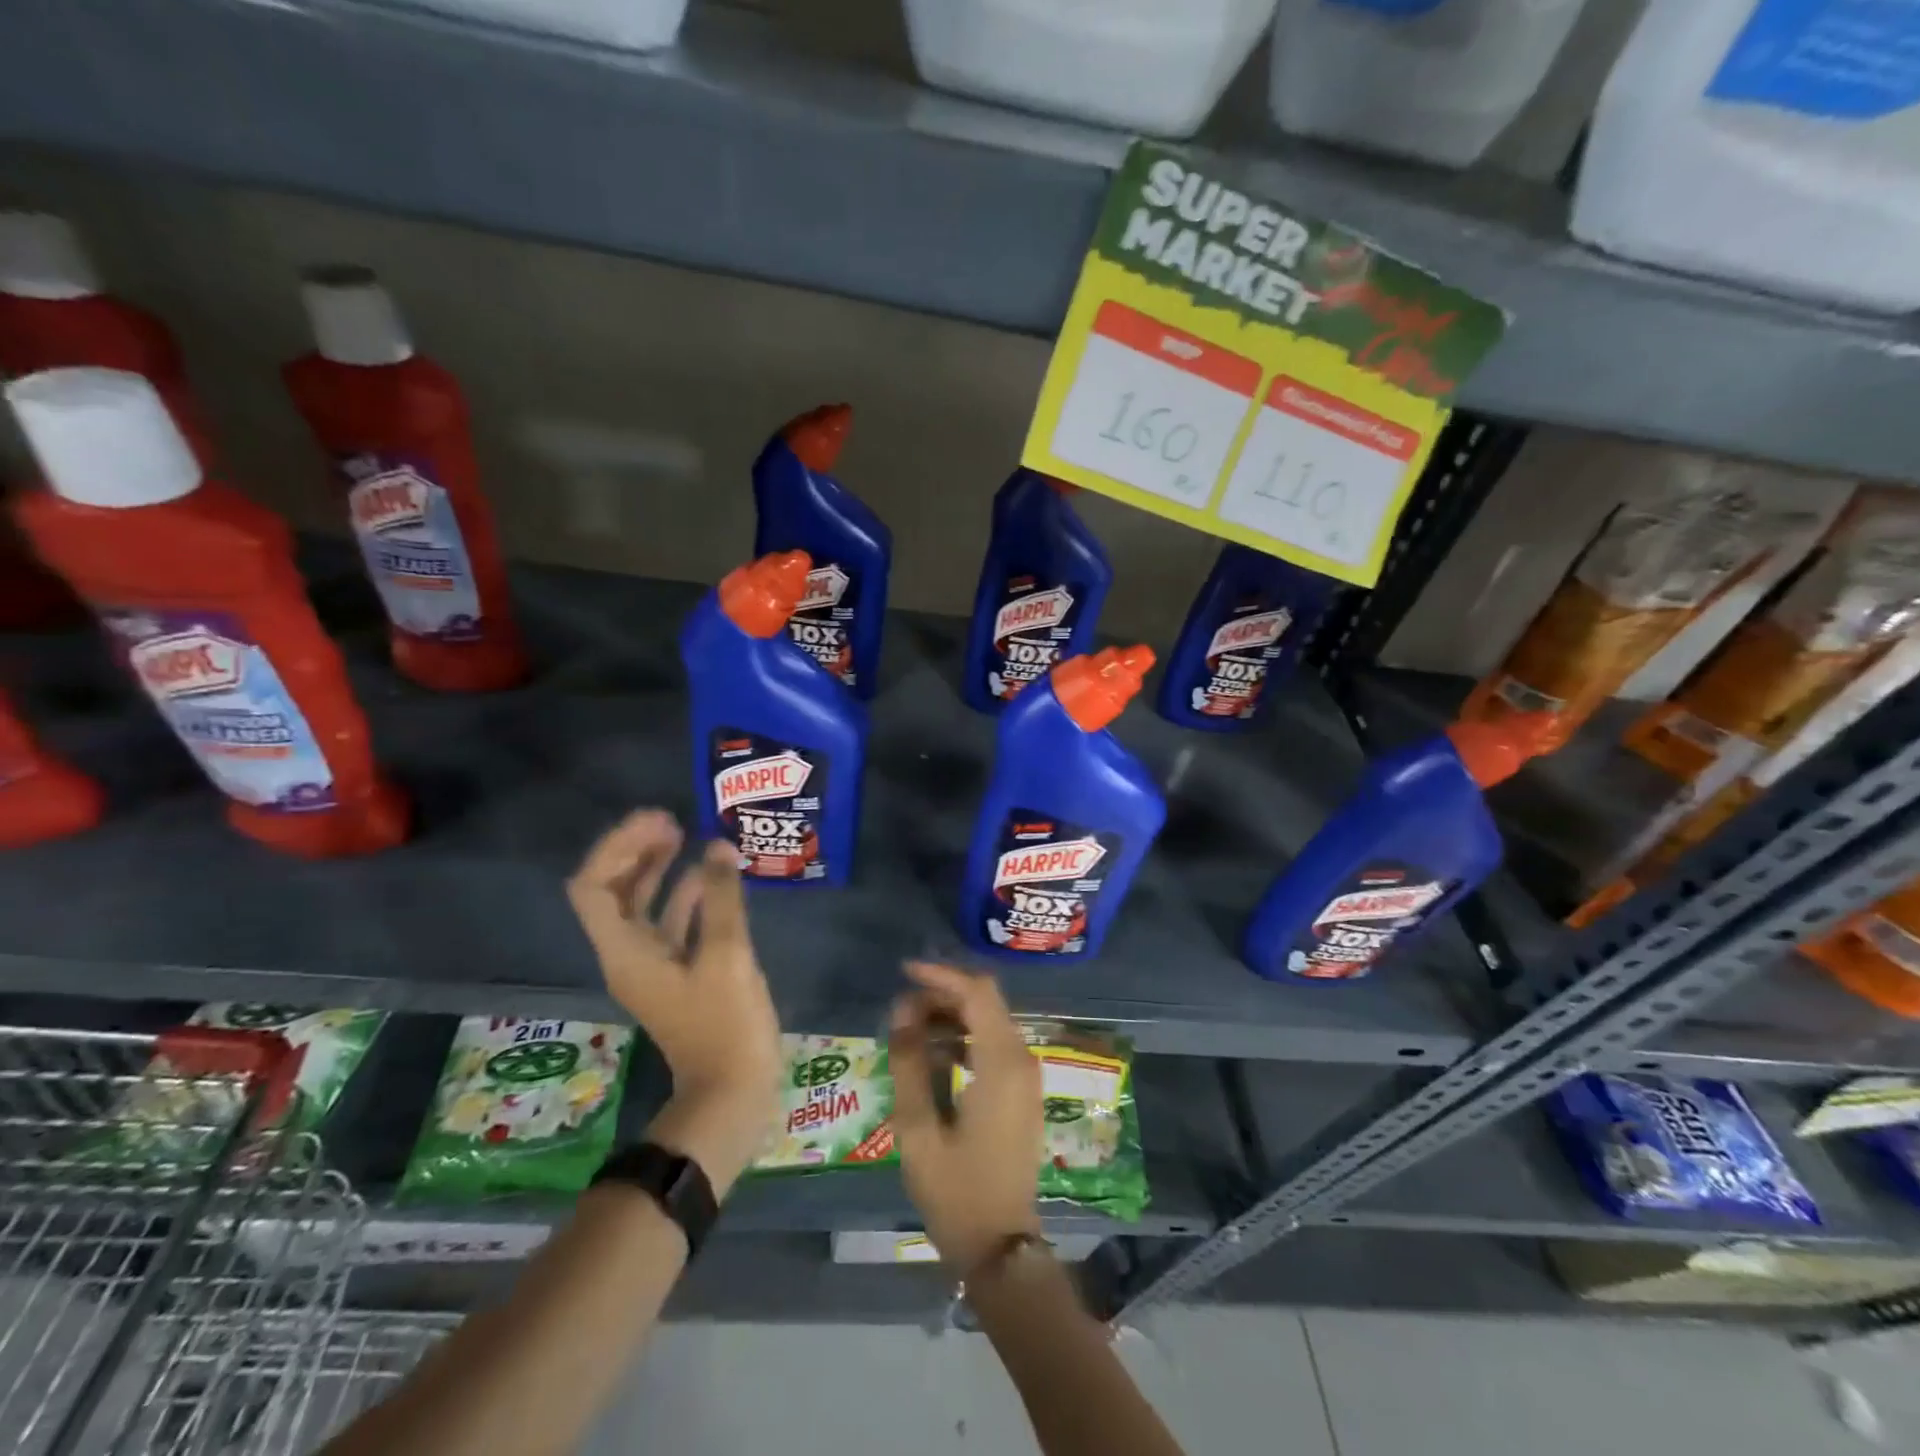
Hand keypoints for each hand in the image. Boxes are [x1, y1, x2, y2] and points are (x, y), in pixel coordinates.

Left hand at [567, 809, 782, 1192]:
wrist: (732, 1091)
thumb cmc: (725, 1025)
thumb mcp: (728, 955)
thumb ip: (722, 898)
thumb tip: (718, 846)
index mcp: (626, 952)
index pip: (594, 887)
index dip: (619, 848)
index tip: (659, 822)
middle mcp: (629, 954)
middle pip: (613, 891)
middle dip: (636, 852)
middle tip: (673, 821)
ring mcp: (654, 965)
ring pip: (642, 905)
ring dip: (658, 869)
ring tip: (689, 836)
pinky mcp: (679, 972)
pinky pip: (671, 922)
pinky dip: (685, 894)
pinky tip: (713, 877)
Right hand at [888, 961, 1042, 1272]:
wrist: (1002, 1248)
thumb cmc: (957, 1192)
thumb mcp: (919, 1129)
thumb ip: (910, 1063)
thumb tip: (902, 1010)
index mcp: (1002, 1064)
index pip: (977, 993)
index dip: (941, 976)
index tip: (904, 973)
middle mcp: (1022, 1060)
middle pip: (985, 1001)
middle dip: (943, 995)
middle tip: (901, 1010)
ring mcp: (1026, 1076)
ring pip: (989, 1021)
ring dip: (952, 1016)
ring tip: (909, 1031)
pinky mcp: (1022, 1091)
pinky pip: (993, 1045)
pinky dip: (964, 1039)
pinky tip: (933, 1057)